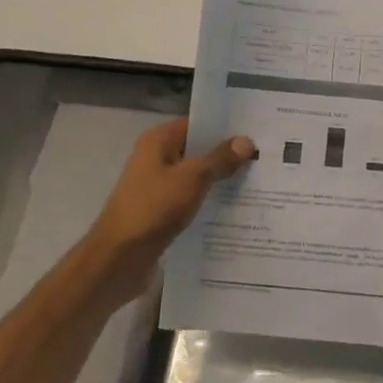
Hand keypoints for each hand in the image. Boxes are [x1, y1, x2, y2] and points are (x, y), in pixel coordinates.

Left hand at [83, 119, 254, 298]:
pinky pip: (190, 200)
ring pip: (195, 178)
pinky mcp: (160, 213)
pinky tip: (235, 210)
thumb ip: (220, 159)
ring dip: (220, 181)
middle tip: (263, 159)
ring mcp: (157, 187)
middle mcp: (155, 159)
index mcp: (157, 142)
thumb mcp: (192, 178)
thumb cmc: (154, 208)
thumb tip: (246, 141)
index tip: (255, 134)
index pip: (196, 125)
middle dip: (227, 156)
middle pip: (197, 151)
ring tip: (257, 184)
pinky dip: (209, 203)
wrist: (119, 258)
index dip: (224, 129)